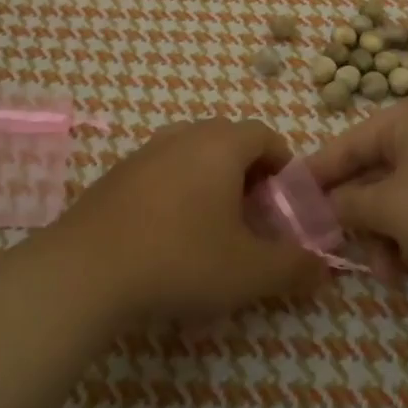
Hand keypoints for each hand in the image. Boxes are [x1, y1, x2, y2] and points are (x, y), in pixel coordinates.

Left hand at [42, 119, 329, 324]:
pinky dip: (176, 193)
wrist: (85, 271)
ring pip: (191, 155)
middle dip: (248, 175)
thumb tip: (323, 268)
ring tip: (211, 228)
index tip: (284, 205)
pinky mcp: (115, 175)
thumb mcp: (249, 272)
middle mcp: (183, 136)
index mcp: (220, 145)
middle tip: (252, 219)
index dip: (283, 166)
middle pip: (228, 141)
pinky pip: (160, 173)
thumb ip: (294, 267)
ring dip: (210, 183)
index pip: (265, 135)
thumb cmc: (181, 259)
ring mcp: (144, 152)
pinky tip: (168, 237)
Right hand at [304, 96, 407, 284]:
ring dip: (386, 235)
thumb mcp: (393, 209)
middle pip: (372, 172)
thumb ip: (349, 204)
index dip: (315, 176)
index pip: (346, 144)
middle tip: (338, 251)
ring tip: (388, 275)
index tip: (286, 203)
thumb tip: (323, 206)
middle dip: (358, 217)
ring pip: (399, 195)